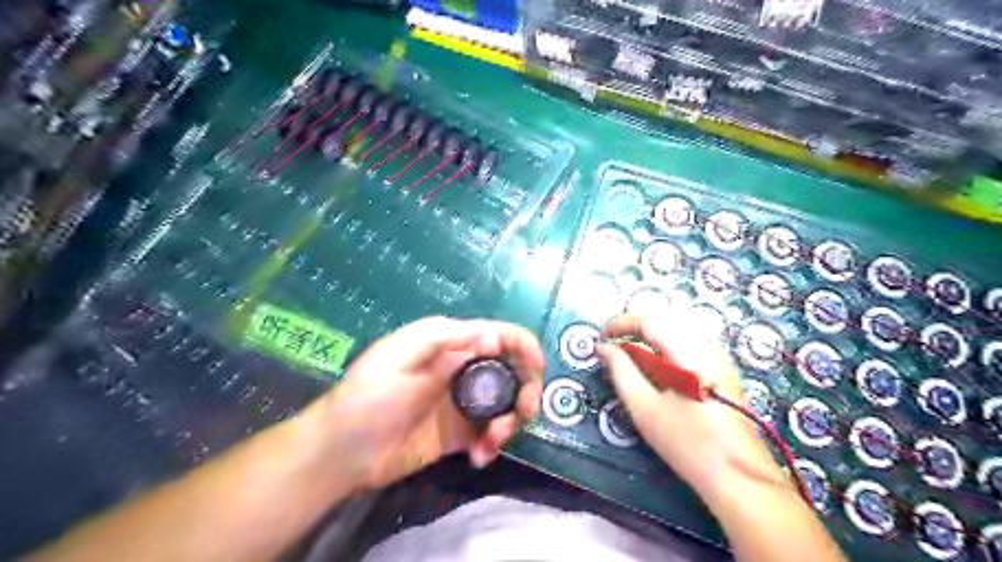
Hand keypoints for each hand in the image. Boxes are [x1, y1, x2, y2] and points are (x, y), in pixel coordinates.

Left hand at [316, 316, 544, 492]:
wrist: (341, 453)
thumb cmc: (366, 397)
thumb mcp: (400, 357)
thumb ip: (445, 341)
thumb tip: (492, 335)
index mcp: (451, 343)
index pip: (500, 336)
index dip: (525, 348)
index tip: (535, 373)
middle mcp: (463, 369)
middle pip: (512, 370)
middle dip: (525, 390)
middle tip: (521, 416)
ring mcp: (463, 402)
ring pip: (507, 404)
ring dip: (511, 422)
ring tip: (491, 443)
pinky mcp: (459, 433)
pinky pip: (490, 433)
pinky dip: (493, 444)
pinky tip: (479, 457)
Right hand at [597, 312, 786, 500]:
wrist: (740, 477)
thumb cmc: (687, 443)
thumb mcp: (645, 408)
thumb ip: (621, 371)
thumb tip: (604, 348)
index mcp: (688, 351)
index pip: (649, 319)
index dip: (620, 324)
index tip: (601, 339)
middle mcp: (706, 345)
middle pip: (663, 320)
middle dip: (634, 329)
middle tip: (613, 349)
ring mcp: (718, 356)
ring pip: (676, 331)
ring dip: (649, 339)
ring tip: (630, 361)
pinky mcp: (721, 370)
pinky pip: (687, 345)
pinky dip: (664, 350)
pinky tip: (656, 372)